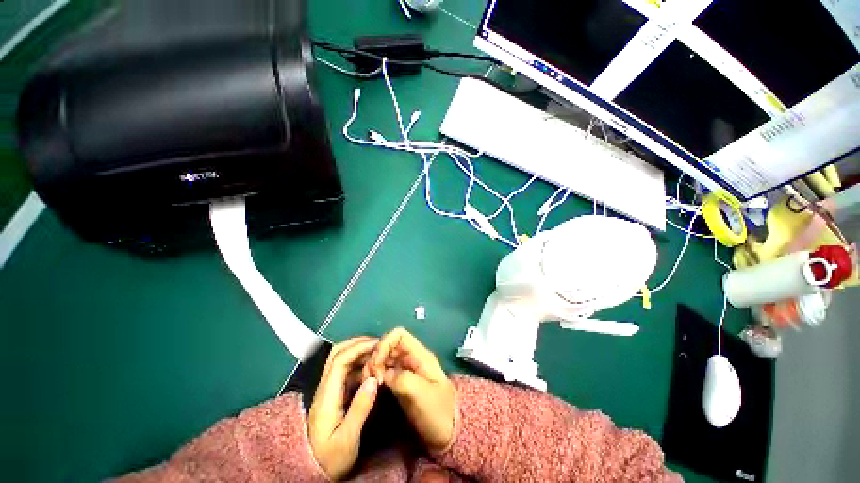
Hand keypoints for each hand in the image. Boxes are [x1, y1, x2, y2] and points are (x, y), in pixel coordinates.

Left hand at [308, 337, 378, 480]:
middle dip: (357, 344)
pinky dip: (359, 364)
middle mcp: (325, 388)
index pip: (340, 360)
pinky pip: (346, 372)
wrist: (312, 473)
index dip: (358, 348)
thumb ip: (360, 408)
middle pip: (337, 354)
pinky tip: (371, 369)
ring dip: (359, 353)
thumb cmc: (330, 458)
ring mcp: (328, 391)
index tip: (377, 345)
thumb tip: (373, 379)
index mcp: (326, 395)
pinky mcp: (333, 395)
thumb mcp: (347, 439)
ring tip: (378, 354)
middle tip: (378, 344)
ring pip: (341, 361)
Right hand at [367, 327, 455, 452]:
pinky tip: (372, 386)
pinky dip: (376, 375)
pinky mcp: (401, 382)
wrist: (448, 432)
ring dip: (374, 366)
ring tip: (369, 382)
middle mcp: (412, 358)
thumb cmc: (438, 412)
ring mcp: (406, 370)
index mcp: (420, 355)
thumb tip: (383, 374)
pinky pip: (385, 371)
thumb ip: (403, 379)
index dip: (385, 344)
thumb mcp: (423, 395)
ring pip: (385, 358)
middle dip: (376, 356)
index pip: (399, 335)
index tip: (376, 364)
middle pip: (389, 345)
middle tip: (370, 377)